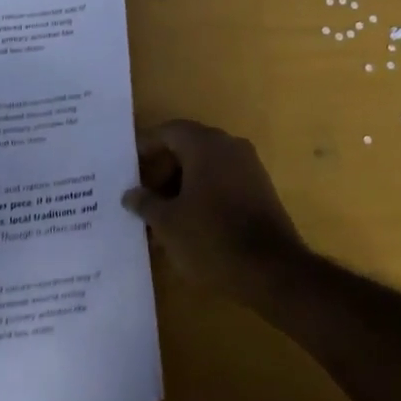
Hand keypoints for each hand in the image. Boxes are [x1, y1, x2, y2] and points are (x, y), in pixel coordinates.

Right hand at [122, 120, 308, 305]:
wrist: (272, 269)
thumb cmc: (211, 238)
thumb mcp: (168, 224)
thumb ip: (146, 203)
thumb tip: (130, 193)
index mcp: (206, 145)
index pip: (170, 131)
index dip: (147, 145)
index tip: (128, 164)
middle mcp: (230, 146)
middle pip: (189, 147)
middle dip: (163, 170)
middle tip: (142, 196)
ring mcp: (249, 167)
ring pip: (207, 167)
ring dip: (182, 185)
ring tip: (161, 217)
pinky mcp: (260, 189)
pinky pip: (223, 181)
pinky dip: (203, 194)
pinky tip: (189, 224)